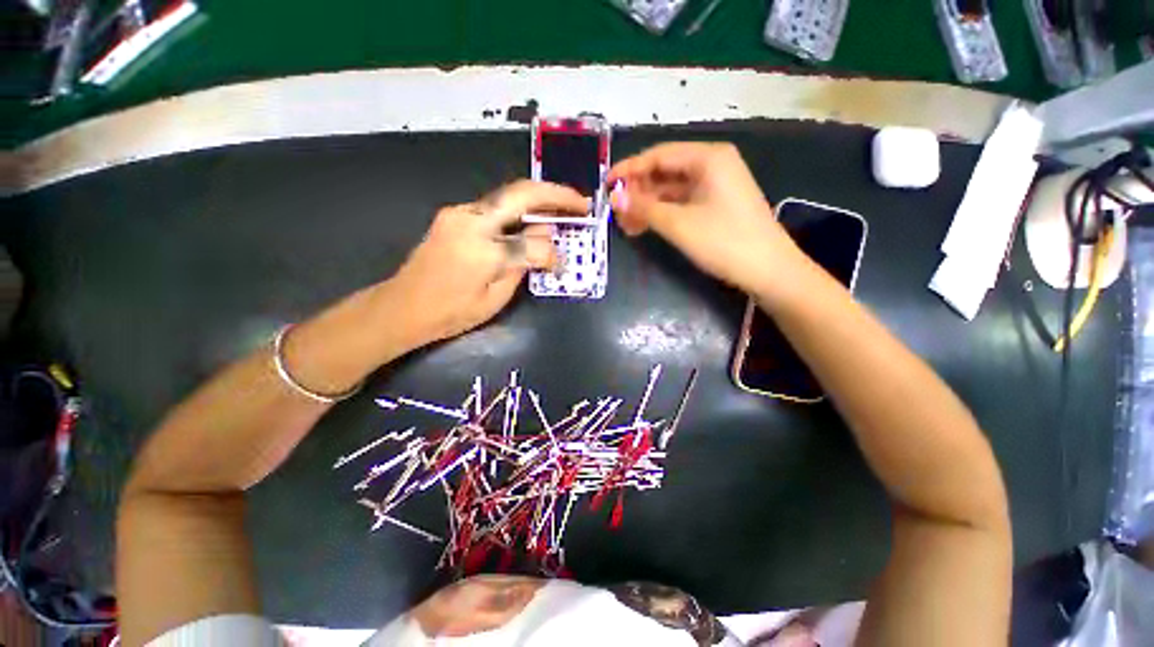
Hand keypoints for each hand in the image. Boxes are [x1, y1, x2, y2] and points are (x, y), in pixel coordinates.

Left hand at [383, 180, 588, 344]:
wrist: (402, 307)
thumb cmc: (450, 312)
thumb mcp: (495, 299)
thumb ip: (523, 266)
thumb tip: (544, 242)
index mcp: (482, 250)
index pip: (533, 244)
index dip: (553, 254)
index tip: (561, 264)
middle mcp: (470, 220)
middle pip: (521, 194)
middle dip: (556, 195)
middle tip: (581, 202)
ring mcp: (459, 213)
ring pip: (508, 195)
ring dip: (539, 198)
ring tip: (563, 206)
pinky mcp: (454, 214)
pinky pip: (495, 206)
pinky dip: (520, 209)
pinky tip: (532, 217)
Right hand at [608, 142, 803, 294]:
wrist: (768, 271)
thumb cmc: (724, 242)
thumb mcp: (678, 224)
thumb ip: (644, 208)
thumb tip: (614, 197)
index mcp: (707, 157)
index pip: (658, 155)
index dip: (629, 170)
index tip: (606, 185)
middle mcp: (712, 164)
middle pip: (664, 172)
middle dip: (638, 192)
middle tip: (615, 212)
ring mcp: (715, 185)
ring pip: (671, 190)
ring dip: (647, 205)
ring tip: (626, 225)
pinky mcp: (715, 204)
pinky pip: (681, 202)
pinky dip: (662, 213)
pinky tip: (645, 227)